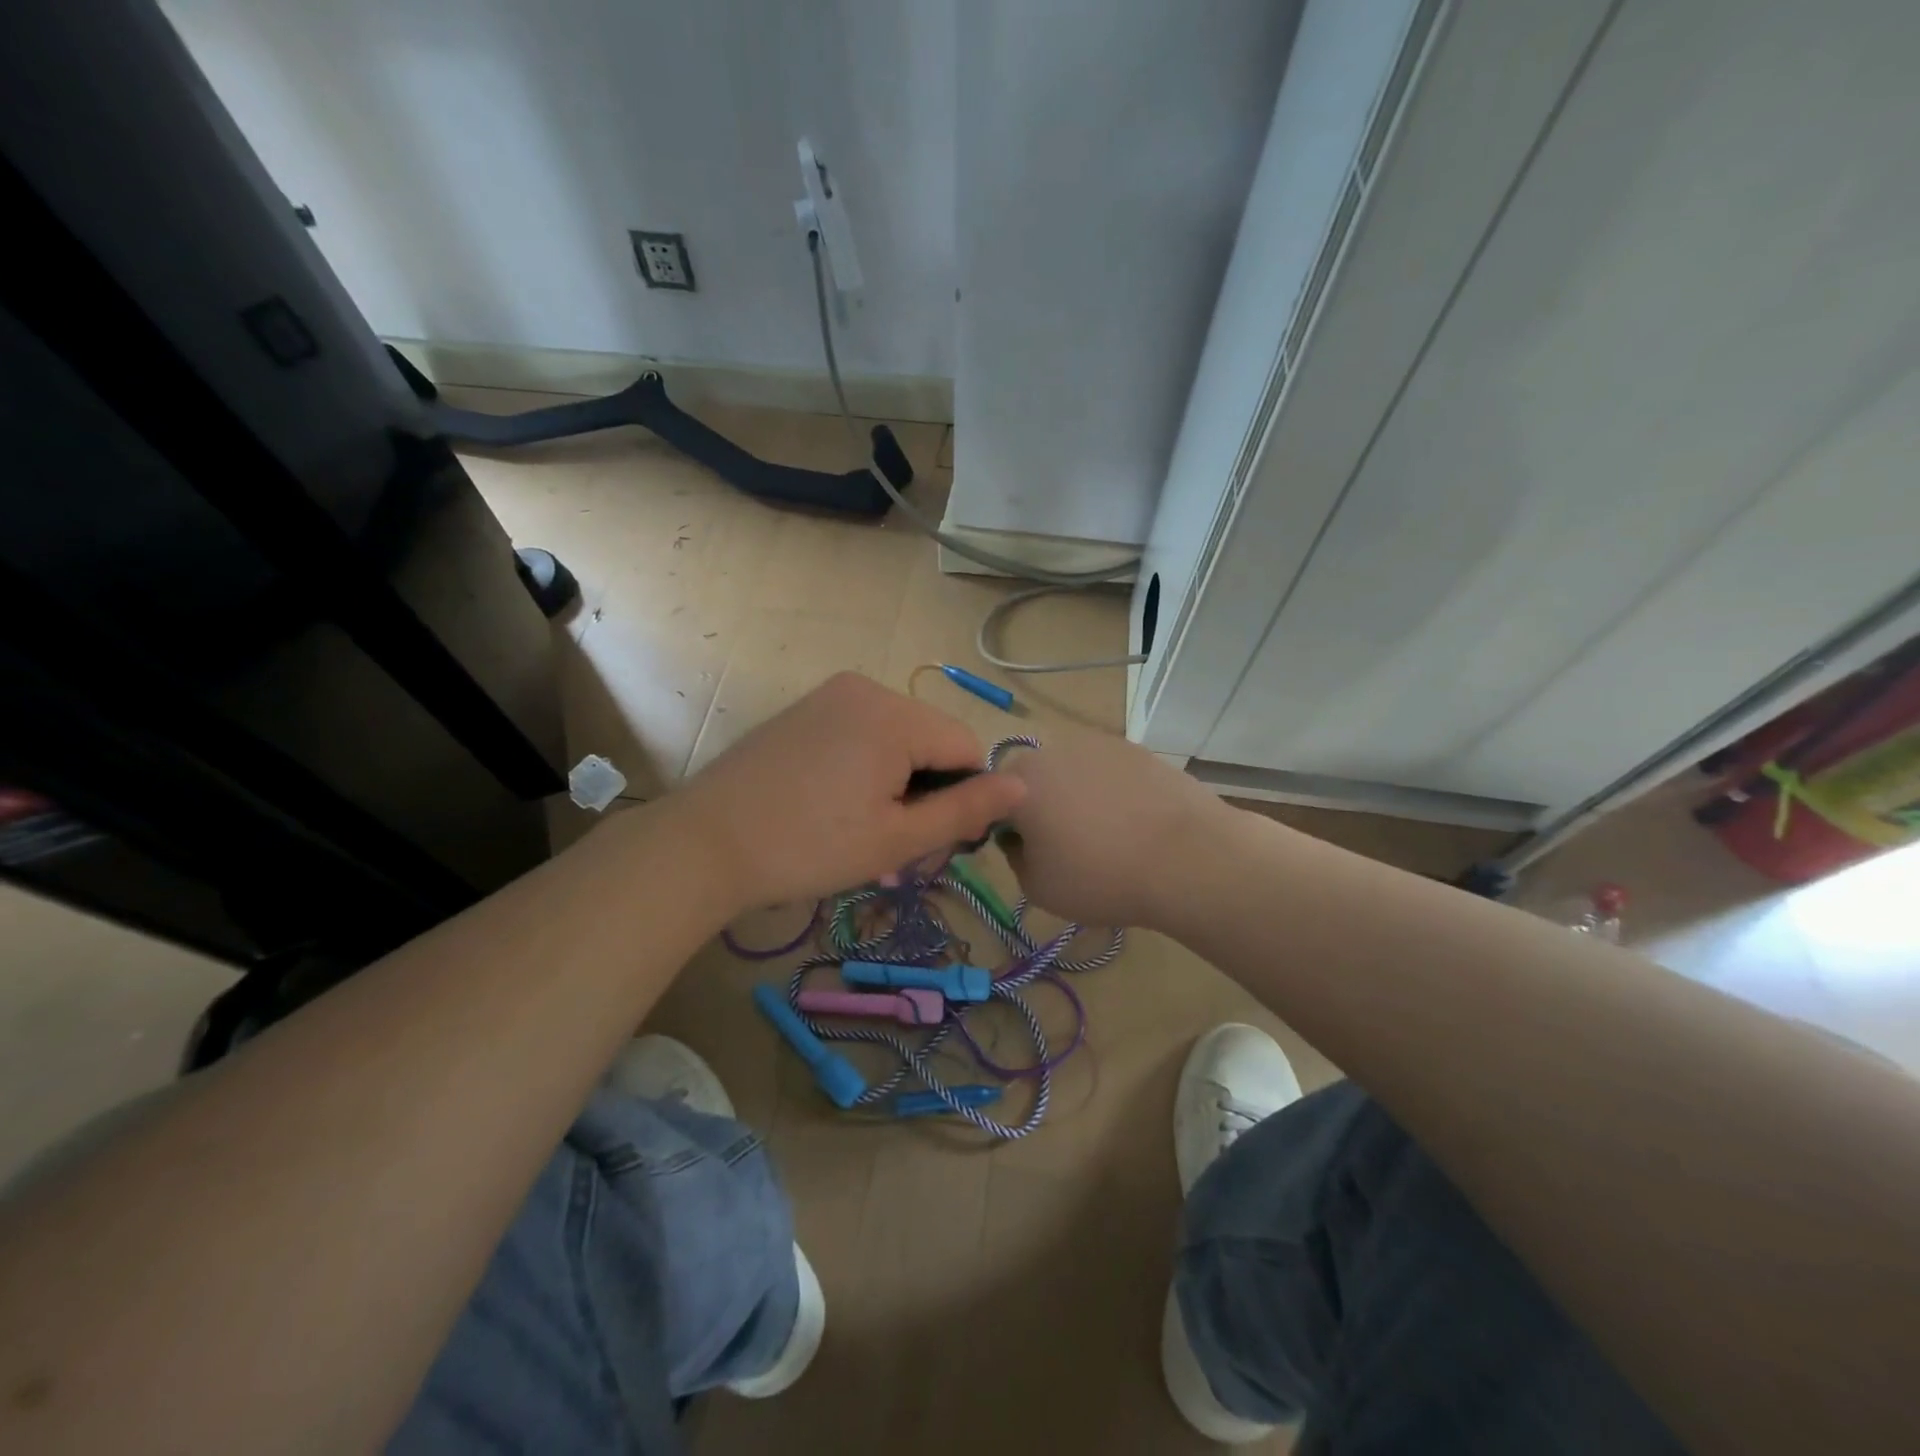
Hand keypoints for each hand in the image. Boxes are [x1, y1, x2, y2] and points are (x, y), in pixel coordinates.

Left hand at [671, 672, 1025, 910]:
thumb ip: (965, 810)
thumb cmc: (808, 847)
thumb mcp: (897, 839)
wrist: (705, 844)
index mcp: (894, 714)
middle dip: (927, 790)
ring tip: (862, 828)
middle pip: (931, 740)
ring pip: (898, 738)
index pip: (966, 748)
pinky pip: (862, 733)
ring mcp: (830, 694)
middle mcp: (866, 688)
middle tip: (893, 844)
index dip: (962, 797)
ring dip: (898, 782)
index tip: (930, 841)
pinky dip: (867, 767)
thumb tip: (1022, 786)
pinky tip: (836, 804)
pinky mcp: (805, 709)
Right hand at [999, 726, 1227, 930]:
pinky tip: (1136, 823)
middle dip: (1042, 807)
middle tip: (1066, 847)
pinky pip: (1110, 772)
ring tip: (1108, 837)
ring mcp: (1099, 744)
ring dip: (1079, 798)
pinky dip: (1114, 792)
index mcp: (1019, 781)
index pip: (992, 799)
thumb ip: (1015, 859)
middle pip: (1034, 780)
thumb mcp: (1037, 888)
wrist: (1188, 858)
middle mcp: (1053, 750)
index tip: (1027, 853)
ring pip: (1074, 773)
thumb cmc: (1101, 877)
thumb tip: (1022, 840)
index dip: (1005, 827)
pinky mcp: (1137, 749)